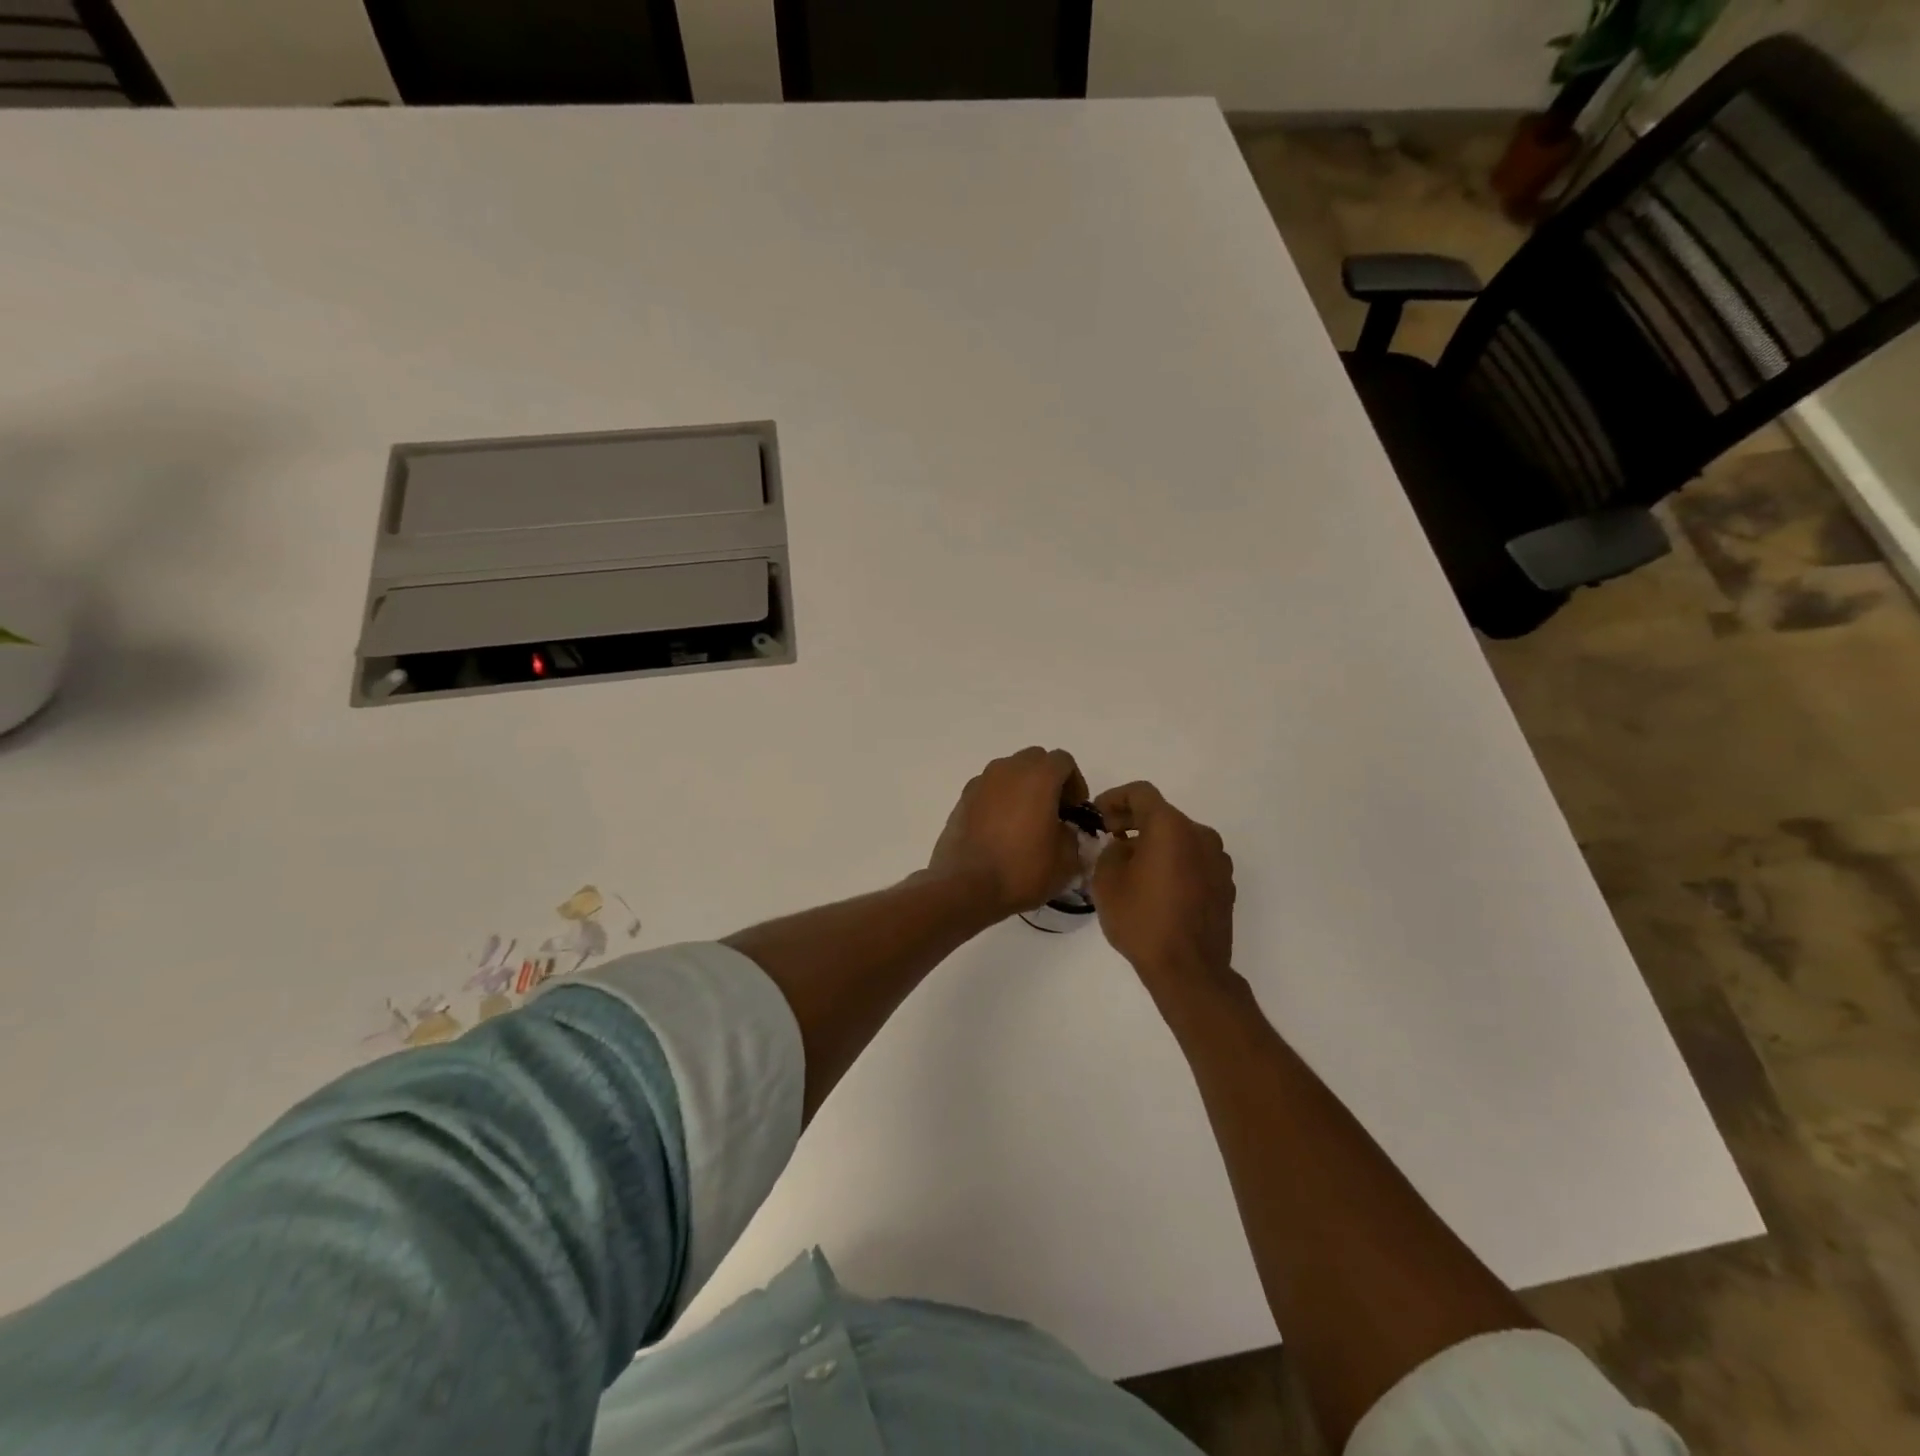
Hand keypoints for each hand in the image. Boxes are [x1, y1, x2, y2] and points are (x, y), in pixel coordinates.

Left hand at [929, 747, 1087, 919]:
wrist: (966, 887)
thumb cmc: (1022, 870)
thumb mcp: (1066, 860)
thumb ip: (1073, 835)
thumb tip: (1064, 830)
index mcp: (1038, 776)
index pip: (1064, 761)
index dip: (1075, 784)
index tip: (1074, 811)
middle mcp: (1007, 770)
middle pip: (1035, 760)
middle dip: (1048, 780)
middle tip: (1053, 812)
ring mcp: (980, 782)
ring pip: (1009, 772)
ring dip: (1022, 788)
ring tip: (1025, 822)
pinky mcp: (962, 799)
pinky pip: (989, 789)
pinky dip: (1000, 800)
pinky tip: (1000, 830)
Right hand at [1091, 782, 1234, 992]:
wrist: (1189, 970)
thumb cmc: (1142, 921)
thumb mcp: (1107, 881)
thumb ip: (1110, 852)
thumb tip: (1123, 848)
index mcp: (1170, 827)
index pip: (1140, 793)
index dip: (1114, 798)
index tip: (1098, 815)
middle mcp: (1200, 835)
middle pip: (1162, 814)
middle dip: (1133, 821)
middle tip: (1109, 837)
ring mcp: (1218, 860)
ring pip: (1180, 838)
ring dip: (1155, 843)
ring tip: (1132, 866)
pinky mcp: (1225, 884)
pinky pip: (1194, 860)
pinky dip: (1174, 862)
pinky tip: (1157, 887)